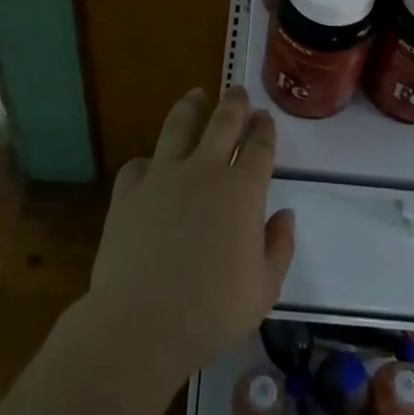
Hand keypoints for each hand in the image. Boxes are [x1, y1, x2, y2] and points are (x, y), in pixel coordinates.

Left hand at [84, 86, 294, 385]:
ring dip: (191, 106)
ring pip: (179, 125)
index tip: (264, 117)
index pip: (259, 146)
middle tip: (238, 91)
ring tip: (196, 95)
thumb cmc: (212, 311)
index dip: (264, 128)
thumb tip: (285, 215)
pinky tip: (150, 165)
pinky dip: (148, 162)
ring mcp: (163, 175)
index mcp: (242, 191)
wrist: (143, 323)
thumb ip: (280, 246)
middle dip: (234, 103)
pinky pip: (138, 165)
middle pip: (223, 122)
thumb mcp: (265, 289)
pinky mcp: (129, 190)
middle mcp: (205, 170)